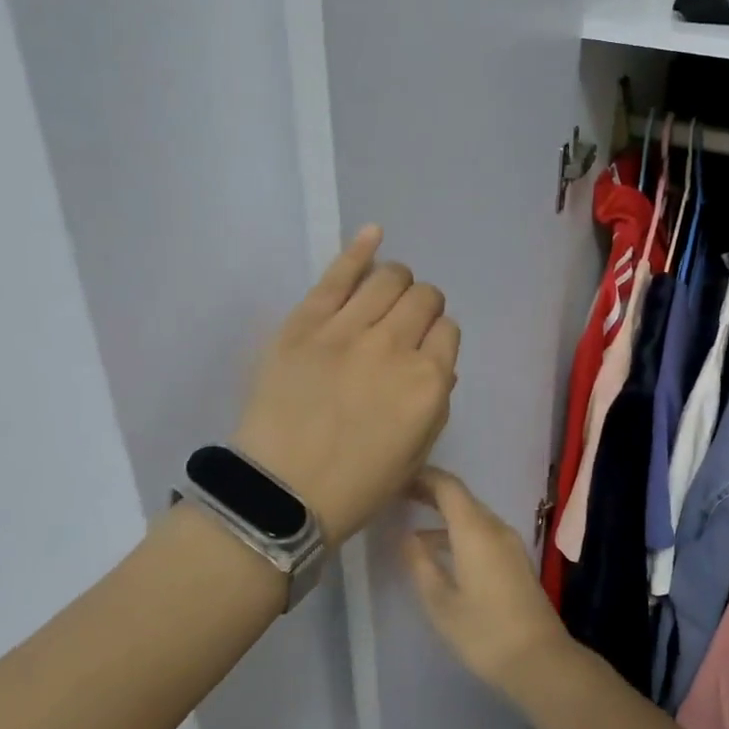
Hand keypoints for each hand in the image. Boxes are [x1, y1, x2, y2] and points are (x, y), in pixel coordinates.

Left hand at [235, 226, 458, 544]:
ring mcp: (348, 330)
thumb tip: (436, 362)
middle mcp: (395, 346)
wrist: (280, 495)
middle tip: (404, 326)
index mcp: (429, 382)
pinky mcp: (305, 323)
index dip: (438, 337)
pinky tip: (374, 233)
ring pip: (390, 277)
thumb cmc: (357, 485)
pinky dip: (360, 248)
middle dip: (422, 307)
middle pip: (424, 297)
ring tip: (385, 296)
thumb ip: (436, 400)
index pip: (449, 330)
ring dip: (397, 282)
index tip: (424, 351)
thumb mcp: (418, 452)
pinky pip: (338, 274)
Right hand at [399, 467, 573, 695]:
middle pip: (462, 498)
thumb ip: (421, 564)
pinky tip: (439, 552)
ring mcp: (509, 543)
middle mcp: (495, 528)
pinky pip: (482, 532)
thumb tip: (406, 536)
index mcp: (476, 530)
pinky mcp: (515, 559)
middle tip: (397, 495)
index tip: (396, 477)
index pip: (449, 487)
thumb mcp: (441, 602)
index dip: (423, 477)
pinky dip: (458, 532)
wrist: (539, 658)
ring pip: (472, 516)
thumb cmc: (484, 632)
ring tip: (410, 525)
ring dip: (444, 516)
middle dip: (431, 493)